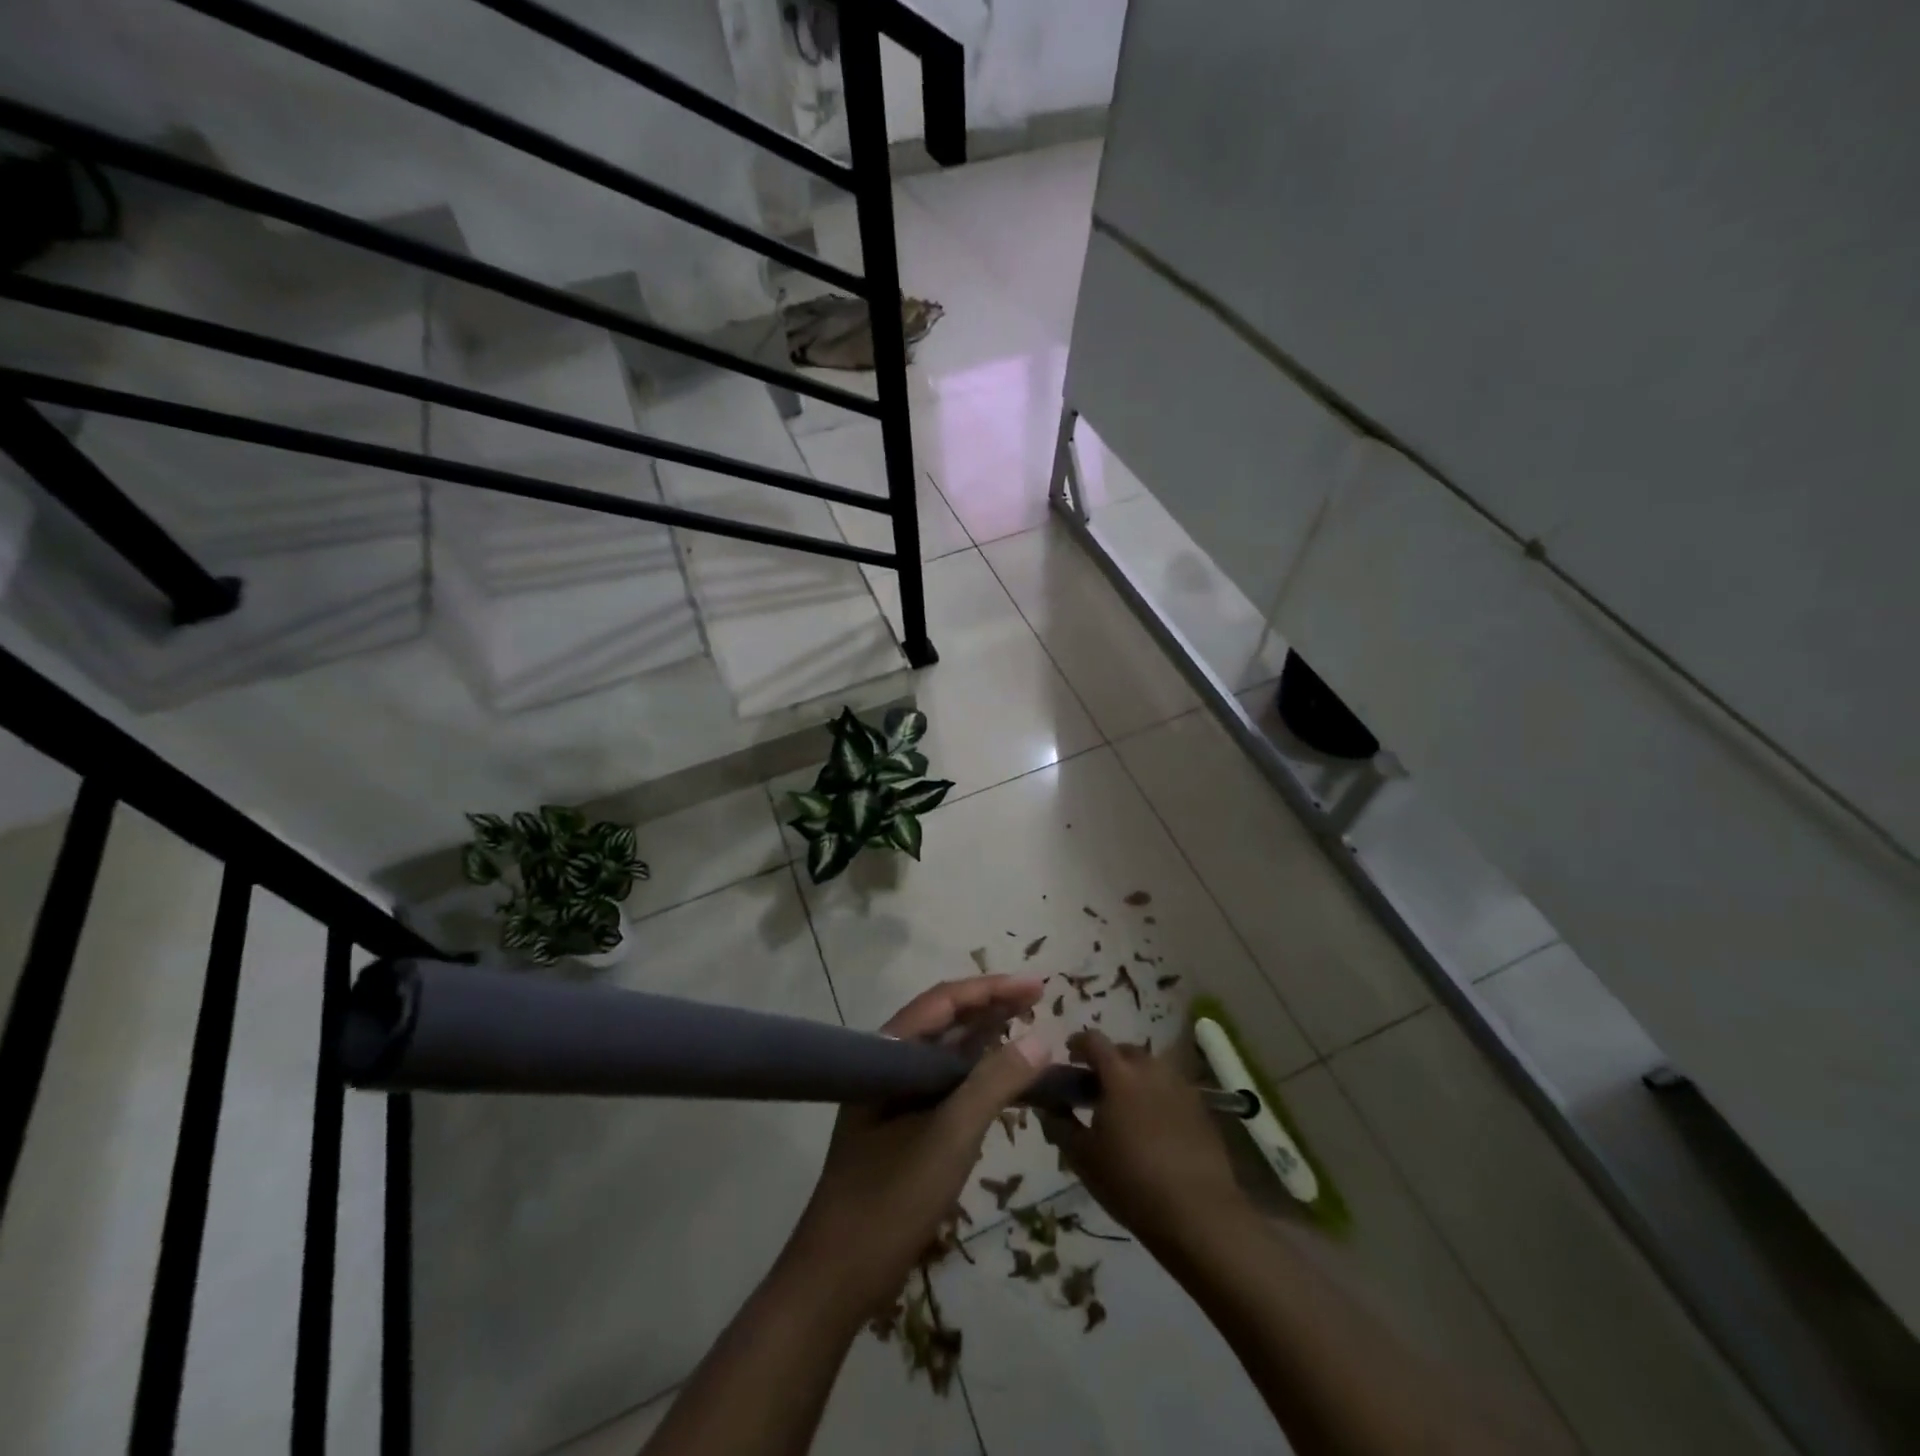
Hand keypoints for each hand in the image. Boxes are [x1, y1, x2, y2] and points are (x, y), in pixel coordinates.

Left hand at [787, 975, 1049, 1314]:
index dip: (990, 988)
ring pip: (945, 1052)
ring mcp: (893, 1097)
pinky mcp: (901, 1126)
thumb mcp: (950, 1137)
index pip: (943, 1001)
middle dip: (991, 1006)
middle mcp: (889, 1065)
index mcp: (888, 1054)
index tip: (1035, 986)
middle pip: (944, 1020)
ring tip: (1027, 1027)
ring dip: (985, 1037)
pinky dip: (976, 1075)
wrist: (835, 1278)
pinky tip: (1001, 1079)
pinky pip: (945, 1084)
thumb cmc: (890, 1199)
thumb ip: (994, 1084)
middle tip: (1037, 1000)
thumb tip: (1041, 1039)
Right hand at [1042, 1029, 1248, 1254]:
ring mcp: (1180, 1086)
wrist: (1198, 1214)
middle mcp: (1151, 1068)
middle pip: (1124, 1051)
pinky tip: (1153, 1127)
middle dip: (1107, 1062)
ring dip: (1134, 1078)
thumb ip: (1059, 1124)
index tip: (1069, 1057)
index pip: (1093, 1040)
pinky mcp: (1201, 1108)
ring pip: (1150, 1069)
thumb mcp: (1082, 1157)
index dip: (1077, 1044)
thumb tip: (1047, 1106)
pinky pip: (1170, 1089)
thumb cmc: (1130, 1181)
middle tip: (1095, 1088)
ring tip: (1124, 1108)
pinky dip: (1156, 1096)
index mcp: (1119, 1073)